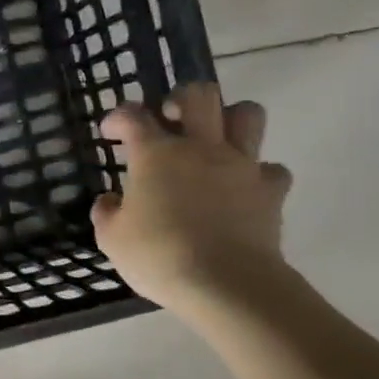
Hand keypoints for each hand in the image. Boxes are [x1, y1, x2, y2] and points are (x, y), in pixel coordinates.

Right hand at [91, 83, 293, 313]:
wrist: (226, 283)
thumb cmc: (159, 256)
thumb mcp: (112, 239)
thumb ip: (106, 213)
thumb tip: (109, 201)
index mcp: (156, 154)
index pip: (133, 116)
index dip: (118, 117)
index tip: (111, 132)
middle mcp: (200, 147)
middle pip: (199, 95)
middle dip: (181, 99)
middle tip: (170, 119)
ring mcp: (241, 165)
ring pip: (248, 114)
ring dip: (230, 118)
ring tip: (216, 138)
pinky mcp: (271, 190)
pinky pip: (271, 168)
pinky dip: (258, 173)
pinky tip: (244, 188)